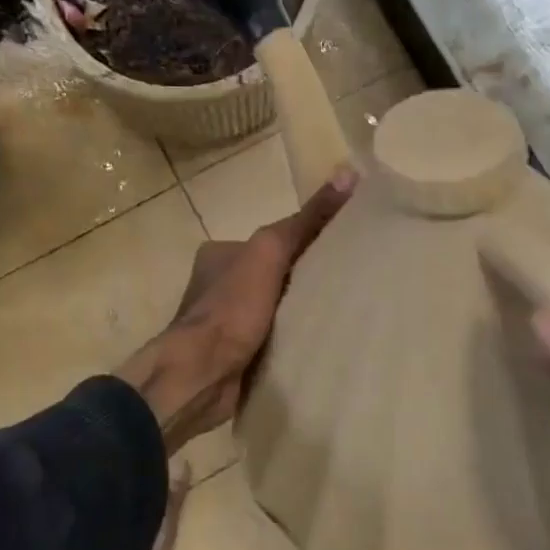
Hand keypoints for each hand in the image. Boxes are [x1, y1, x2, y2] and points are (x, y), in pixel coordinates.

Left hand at [117, 170, 354, 451]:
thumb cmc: (231, 308)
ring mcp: (222, 323)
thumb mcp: (271, 251)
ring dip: (296, 314)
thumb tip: (348, 174)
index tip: (341, 252)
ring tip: (335, 318)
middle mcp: (217, 284)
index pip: (272, 240)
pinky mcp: (232, 355)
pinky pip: (269, 340)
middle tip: (343, 289)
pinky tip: (314, 345)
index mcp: (219, 253)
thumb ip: (306, 219)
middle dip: (302, 281)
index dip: (305, 243)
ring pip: (272, 310)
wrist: (201, 375)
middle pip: (273, 275)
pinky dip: (288, 341)